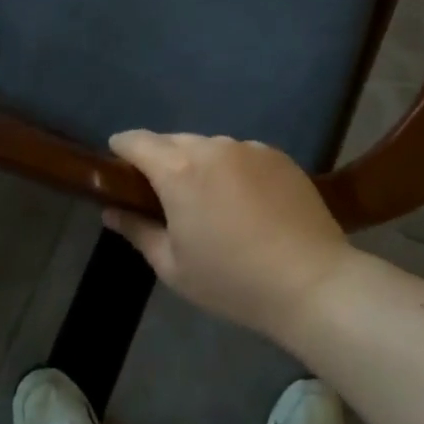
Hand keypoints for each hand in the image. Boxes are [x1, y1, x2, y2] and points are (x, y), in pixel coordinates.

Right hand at [104, 131, 354, 343]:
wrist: (312, 282)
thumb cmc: (232, 280)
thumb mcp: (173, 267)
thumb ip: (137, 231)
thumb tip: (111, 210)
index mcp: (178, 170)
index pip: (137, 141)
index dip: (121, 148)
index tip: (116, 164)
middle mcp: (212, 147)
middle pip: (173, 141)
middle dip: (161, 160)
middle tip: (162, 194)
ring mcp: (248, 148)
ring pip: (209, 147)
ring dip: (199, 164)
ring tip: (208, 200)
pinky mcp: (278, 156)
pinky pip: (242, 155)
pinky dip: (232, 169)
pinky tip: (245, 201)